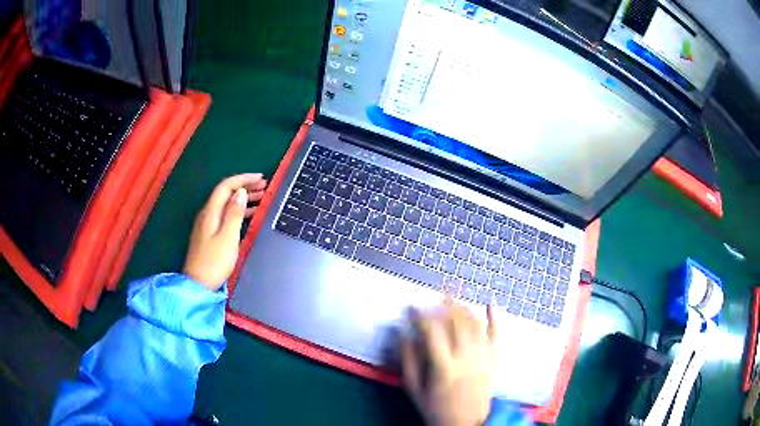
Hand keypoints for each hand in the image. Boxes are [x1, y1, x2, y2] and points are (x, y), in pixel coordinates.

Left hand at [183, 173, 266, 290]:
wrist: (199, 284)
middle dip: (245, 186)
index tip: (261, 178)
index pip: (226, 186)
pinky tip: (249, 214)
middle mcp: (208, 214)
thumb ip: (234, 213)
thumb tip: (241, 192)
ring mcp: (208, 224)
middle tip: (264, 186)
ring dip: (243, 198)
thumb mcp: (228, 237)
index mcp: (211, 212)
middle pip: (226, 193)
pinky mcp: (210, 234)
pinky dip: (239, 210)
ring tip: (261, 198)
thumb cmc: (215, 262)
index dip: (243, 179)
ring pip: (227, 204)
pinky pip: (226, 214)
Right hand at [402, 300, 496, 425]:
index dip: (421, 316)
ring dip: (464, 308)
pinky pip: (496, 335)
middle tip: (434, 295)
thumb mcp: (414, 390)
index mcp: (444, 366)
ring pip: (475, 324)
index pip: (432, 331)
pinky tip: (490, 304)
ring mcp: (483, 357)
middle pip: (456, 323)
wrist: (467, 423)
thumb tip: (404, 335)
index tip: (411, 308)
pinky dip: (494, 318)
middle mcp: (466, 357)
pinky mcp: (494, 360)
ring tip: (453, 298)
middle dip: (444, 305)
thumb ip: (408, 362)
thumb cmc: (436, 409)